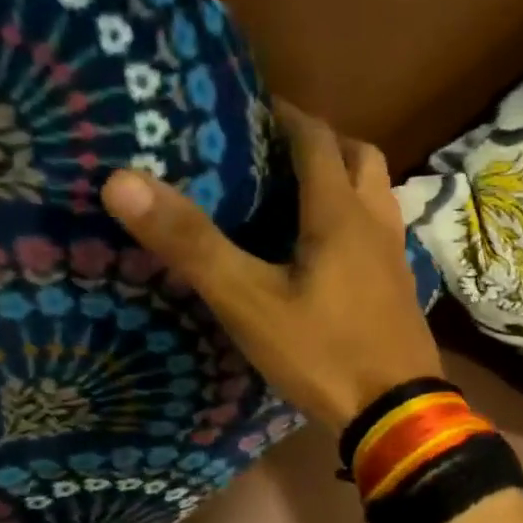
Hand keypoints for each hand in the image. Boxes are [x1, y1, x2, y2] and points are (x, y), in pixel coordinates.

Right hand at [101, 101, 443, 431]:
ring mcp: (396, 258)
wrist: (395, 415)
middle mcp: (376, 223)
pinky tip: (327, 254)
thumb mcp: (248, 302)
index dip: (283, 114)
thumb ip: (191, 244)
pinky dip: (356, 223)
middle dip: (321, 142)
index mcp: (340, 213)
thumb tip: (122, 181)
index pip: (314, 139)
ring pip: (377, 196)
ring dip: (346, 181)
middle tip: (277, 151)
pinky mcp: (401, 290)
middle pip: (360, 157)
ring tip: (300, 197)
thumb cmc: (323, 353)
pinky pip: (381, 234)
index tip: (249, 107)